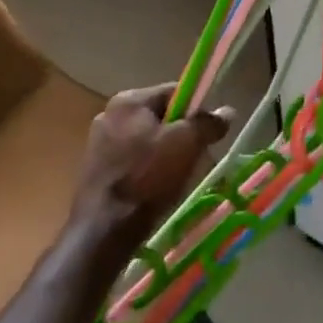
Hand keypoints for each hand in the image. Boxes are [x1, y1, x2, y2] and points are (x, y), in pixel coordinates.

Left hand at [71, 84, 232, 261]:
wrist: (104, 230)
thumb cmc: (148, 177)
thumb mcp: (188, 144)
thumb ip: (209, 123)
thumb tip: (227, 111)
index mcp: (129, 100)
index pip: (175, 92)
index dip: (197, 110)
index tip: (208, 133)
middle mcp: (109, 115)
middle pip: (160, 117)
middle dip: (181, 135)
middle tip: (196, 157)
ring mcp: (98, 143)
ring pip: (147, 141)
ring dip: (166, 155)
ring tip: (178, 178)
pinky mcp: (95, 171)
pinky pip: (133, 161)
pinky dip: (148, 171)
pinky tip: (156, 190)